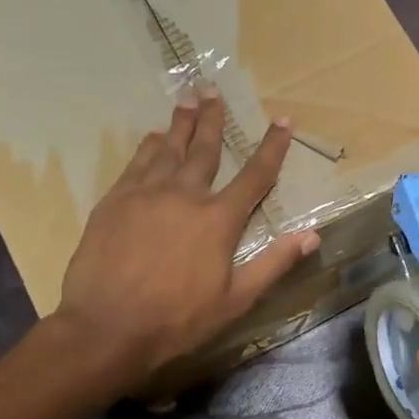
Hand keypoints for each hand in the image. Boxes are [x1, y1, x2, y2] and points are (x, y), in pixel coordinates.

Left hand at [57, 95, 319, 383]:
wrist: (107, 328)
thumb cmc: (178, 319)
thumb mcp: (236, 299)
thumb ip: (273, 264)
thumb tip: (311, 236)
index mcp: (218, 220)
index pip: (254, 176)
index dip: (272, 147)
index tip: (283, 120)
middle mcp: (184, 196)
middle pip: (205, 149)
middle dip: (213, 119)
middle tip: (214, 90)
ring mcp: (145, 195)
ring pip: (167, 149)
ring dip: (180, 124)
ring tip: (187, 100)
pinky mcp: (114, 202)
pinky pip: (136, 164)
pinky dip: (147, 147)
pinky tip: (151, 137)